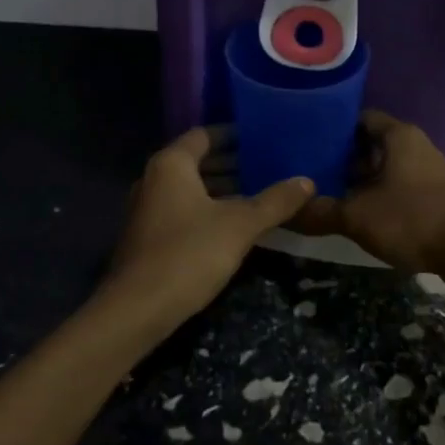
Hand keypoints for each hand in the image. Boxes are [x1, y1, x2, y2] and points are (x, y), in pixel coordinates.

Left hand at [105, 127, 313, 327]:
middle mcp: (154, 179)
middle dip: (233, 163)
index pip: (205, 135)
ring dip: (222, 189)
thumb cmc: (189, 254)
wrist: (137, 310)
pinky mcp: (149, 237)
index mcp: (171, 165)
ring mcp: (148, 209)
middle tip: (269, 166)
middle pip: (198, 161)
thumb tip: (307, 181)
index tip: (263, 138)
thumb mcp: (240, 225)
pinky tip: (236, 224)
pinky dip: (209, 209)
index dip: (234, 134)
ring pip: (191, 188)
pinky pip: (183, 210)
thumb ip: (274, 201)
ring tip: (260, 194)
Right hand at [294, 111, 444, 273]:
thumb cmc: (413, 219)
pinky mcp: (434, 196)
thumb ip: (319, 212)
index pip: (358, 118)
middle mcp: (413, 145)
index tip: (304, 140)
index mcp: (397, 135)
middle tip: (306, 171)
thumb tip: (284, 212)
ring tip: (324, 193)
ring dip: (358, 180)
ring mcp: (426, 171)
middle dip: (339, 157)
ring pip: (383, 168)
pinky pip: (397, 187)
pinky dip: (376, 196)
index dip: (330, 127)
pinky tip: (355, 214)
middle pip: (368, 144)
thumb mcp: (357, 217)